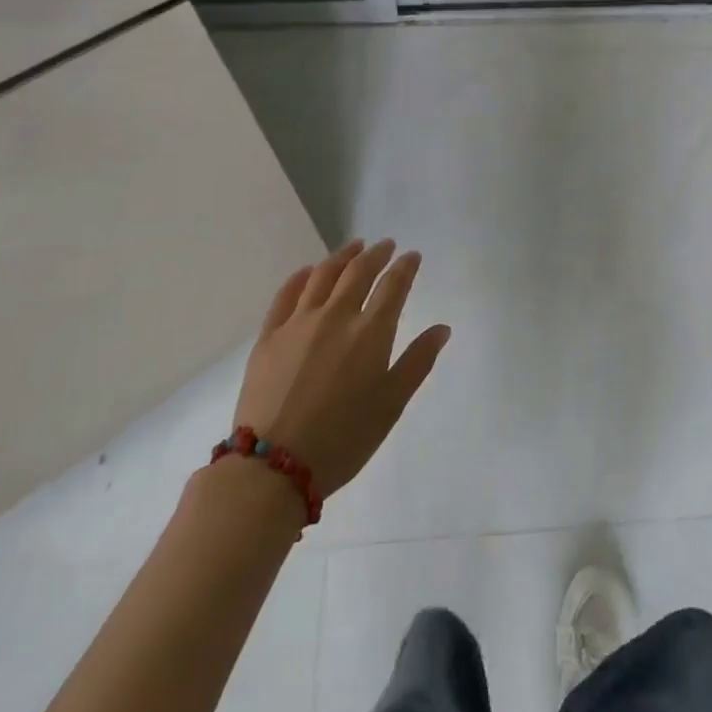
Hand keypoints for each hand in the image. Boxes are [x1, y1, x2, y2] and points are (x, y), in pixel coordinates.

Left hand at [233, 239, 449, 499]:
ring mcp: (299, 322)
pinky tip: (309, 271)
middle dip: (376, 254)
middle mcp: (336, 316)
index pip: (393, 286)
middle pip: (359, 272)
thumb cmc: (344, 439)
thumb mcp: (391, 405)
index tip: (412, 255)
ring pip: (323, 275)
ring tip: (354, 247)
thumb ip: (417, 362)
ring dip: (342, 256)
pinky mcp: (269, 336)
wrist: (274, 467)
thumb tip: (442, 328)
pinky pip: (286, 294)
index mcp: (371, 332)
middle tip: (385, 245)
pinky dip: (301, 276)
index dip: (405, 267)